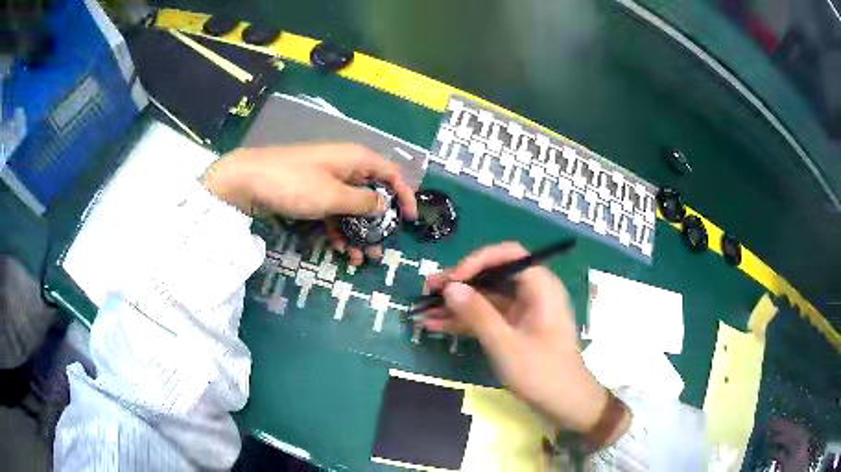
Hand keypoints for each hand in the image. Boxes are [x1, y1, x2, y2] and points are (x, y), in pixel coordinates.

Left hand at [202, 143, 417, 264]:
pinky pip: (333, 211)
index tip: (410, 221)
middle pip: (371, 195)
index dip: (404, 196)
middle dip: (377, 225)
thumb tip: (383, 205)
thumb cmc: (294, 183)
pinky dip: (337, 229)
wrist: (248, 180)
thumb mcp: (333, 195)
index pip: (391, 174)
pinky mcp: (312, 193)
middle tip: (379, 251)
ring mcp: (327, 180)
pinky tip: (337, 249)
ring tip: (357, 258)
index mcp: (356, 159)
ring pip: (351, 208)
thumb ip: (362, 202)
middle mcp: (345, 167)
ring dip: (357, 233)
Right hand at [421, 242, 619, 434]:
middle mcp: (533, 293)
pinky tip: (437, 326)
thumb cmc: (542, 373)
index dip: (477, 261)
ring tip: (424, 308)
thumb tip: (450, 287)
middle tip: (428, 289)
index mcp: (540, 287)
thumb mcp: (506, 345)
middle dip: (460, 283)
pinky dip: (466, 321)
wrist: (566, 403)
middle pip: (494, 276)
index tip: (451, 279)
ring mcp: (523, 312)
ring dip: (457, 304)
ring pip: (487, 298)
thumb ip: (478, 314)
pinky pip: (488, 317)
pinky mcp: (516, 329)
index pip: (508, 256)